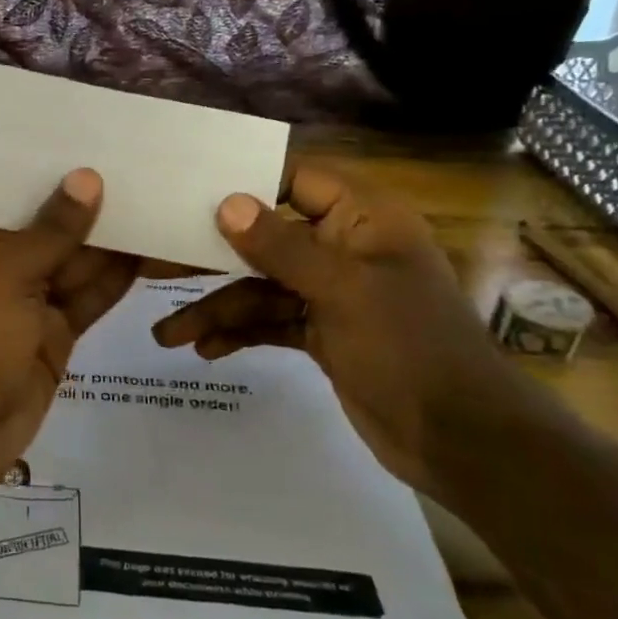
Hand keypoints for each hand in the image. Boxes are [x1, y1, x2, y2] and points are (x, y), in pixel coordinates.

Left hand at [0, 171, 137, 498]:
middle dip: (90, 200)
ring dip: (113, 237)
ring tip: (160, 193)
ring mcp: (26, 298)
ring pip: (75, 259)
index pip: (9, 186)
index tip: (92, 129)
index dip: (48, 164)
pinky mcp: (54, 333)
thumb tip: (88, 178)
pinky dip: (118, 276)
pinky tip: (155, 245)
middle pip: (48, 222)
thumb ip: (52, 230)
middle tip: (143, 158)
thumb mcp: (4, 274)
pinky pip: (90, 296)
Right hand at [150, 163, 509, 491]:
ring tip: (168, 336)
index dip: (246, 181)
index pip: (296, 179)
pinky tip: (206, 350)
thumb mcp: (343, 291)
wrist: (460, 439)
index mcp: (363, 220)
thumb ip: (281, 247)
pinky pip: (270, 321)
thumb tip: (227, 203)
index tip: (189, 189)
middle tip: (157, 268)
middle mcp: (344, 248)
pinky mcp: (323, 332)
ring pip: (261, 288)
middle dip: (213, 259)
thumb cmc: (408, 347)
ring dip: (218, 309)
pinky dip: (240, 333)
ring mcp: (332, 293)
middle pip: (266, 239)